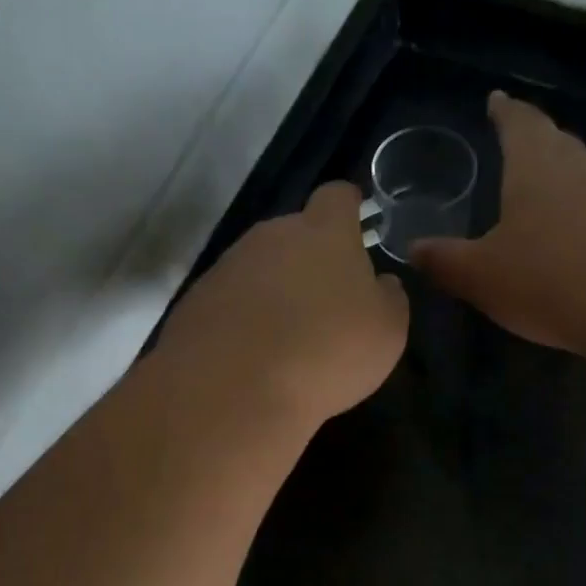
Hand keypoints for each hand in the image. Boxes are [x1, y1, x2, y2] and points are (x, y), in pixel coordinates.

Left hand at [157, 181, 408, 429]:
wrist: (234, 388)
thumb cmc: (328, 352)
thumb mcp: (387, 331)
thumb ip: (388, 298)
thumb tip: (380, 284)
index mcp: (324, 232)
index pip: (338, 196)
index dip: (350, 210)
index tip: (357, 228)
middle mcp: (271, 235)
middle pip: (295, 234)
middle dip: (310, 260)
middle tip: (325, 304)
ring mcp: (228, 266)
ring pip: (260, 268)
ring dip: (274, 292)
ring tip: (287, 339)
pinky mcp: (196, 300)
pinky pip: (230, 301)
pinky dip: (244, 320)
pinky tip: (253, 357)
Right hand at [411, 91, 585, 354]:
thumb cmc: (547, 277)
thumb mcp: (480, 275)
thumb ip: (444, 260)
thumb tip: (414, 249)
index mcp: (534, 163)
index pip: (517, 121)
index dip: (503, 111)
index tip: (495, 100)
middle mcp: (576, 165)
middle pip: (552, 140)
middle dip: (530, 140)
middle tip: (511, 143)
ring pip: (577, 172)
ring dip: (556, 176)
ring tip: (535, 190)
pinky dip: (576, 210)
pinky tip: (566, 236)